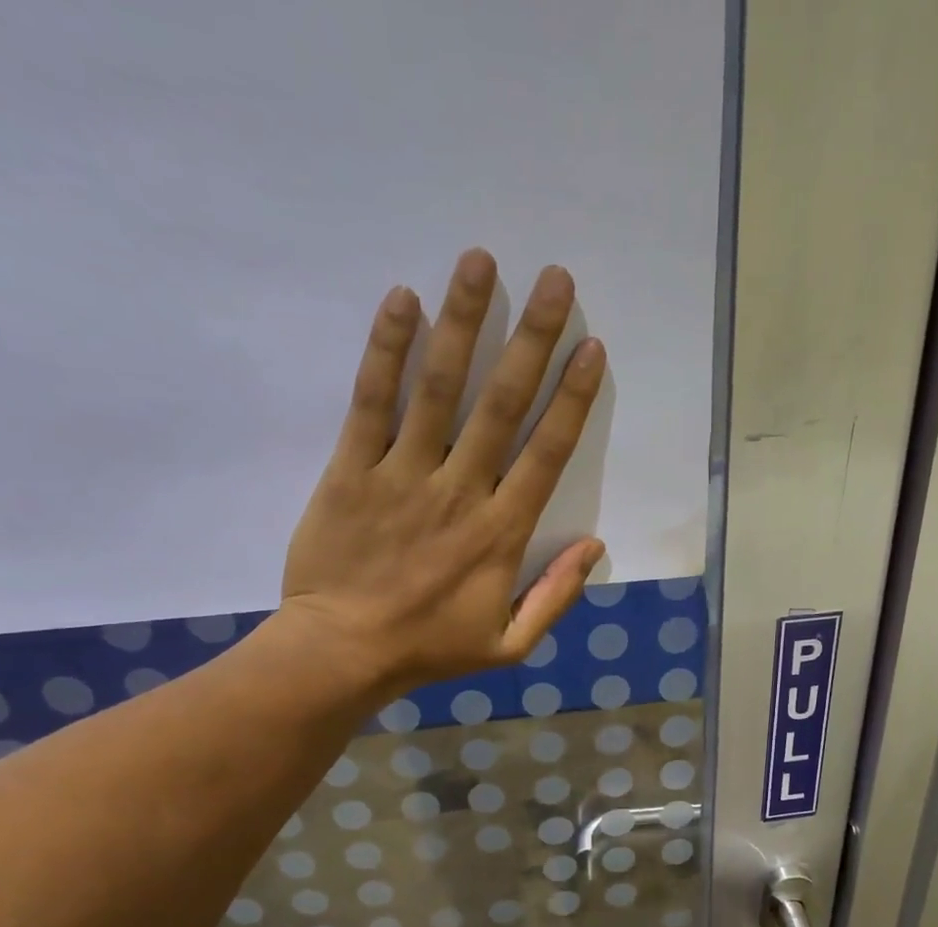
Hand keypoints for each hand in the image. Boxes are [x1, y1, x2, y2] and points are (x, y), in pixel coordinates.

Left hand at [278, 247, 607, 698]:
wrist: (343, 653)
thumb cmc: (430, 649)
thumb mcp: (509, 645)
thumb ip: (555, 596)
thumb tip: (594, 546)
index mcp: (501, 534)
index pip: (546, 454)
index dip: (572, 399)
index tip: (591, 348)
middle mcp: (460, 491)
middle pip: (501, 405)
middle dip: (533, 340)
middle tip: (555, 280)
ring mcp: (403, 475)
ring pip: (438, 389)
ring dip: (463, 322)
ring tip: (480, 262)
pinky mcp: (352, 470)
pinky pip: (371, 402)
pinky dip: (386, 350)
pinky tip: (402, 300)